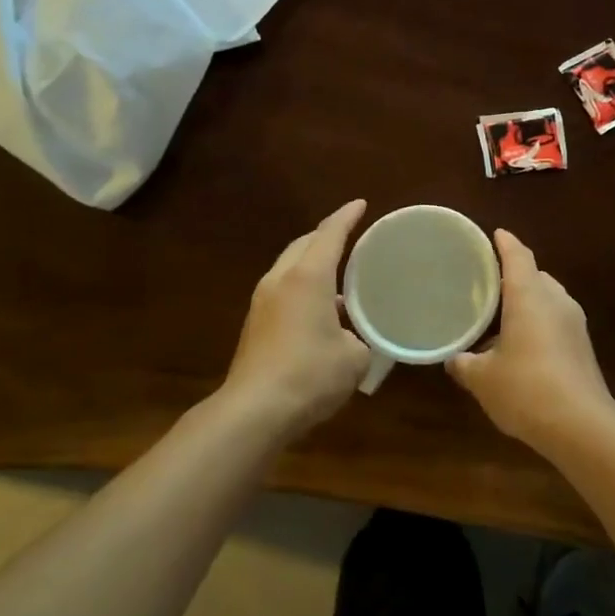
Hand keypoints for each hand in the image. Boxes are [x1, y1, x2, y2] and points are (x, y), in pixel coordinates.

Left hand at [221, 200, 370, 437]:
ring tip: (337, 274)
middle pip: (303, 245)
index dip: (346, 217)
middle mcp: (281, 281)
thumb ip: (359, 339)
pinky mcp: (254, 326)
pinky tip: (318, 310)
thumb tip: (352, 339)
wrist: (254, 411)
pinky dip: (301, 288)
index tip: (360, 204)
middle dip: (325, 236)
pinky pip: (282, 291)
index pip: (329, 234)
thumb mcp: (353, 357)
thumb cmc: (310, 374)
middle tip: (348, 236)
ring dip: (311, 264)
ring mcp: (262, 303)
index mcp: (307, 277)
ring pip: (289, 268)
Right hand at [447, 229, 614, 452]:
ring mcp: (574, 323)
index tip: (495, 234)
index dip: (505, 243)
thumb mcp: (483, 379)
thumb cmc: (526, 389)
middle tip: (487, 283)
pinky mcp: (582, 346)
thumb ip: (465, 364)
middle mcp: (555, 300)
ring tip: (501, 315)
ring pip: (548, 299)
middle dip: (514, 275)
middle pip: (535, 275)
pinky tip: (521, 344)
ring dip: (527, 301)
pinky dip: (538, 322)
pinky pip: (556, 320)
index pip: (518, 256)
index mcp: (530, 296)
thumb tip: (453, 360)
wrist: (582, 425)